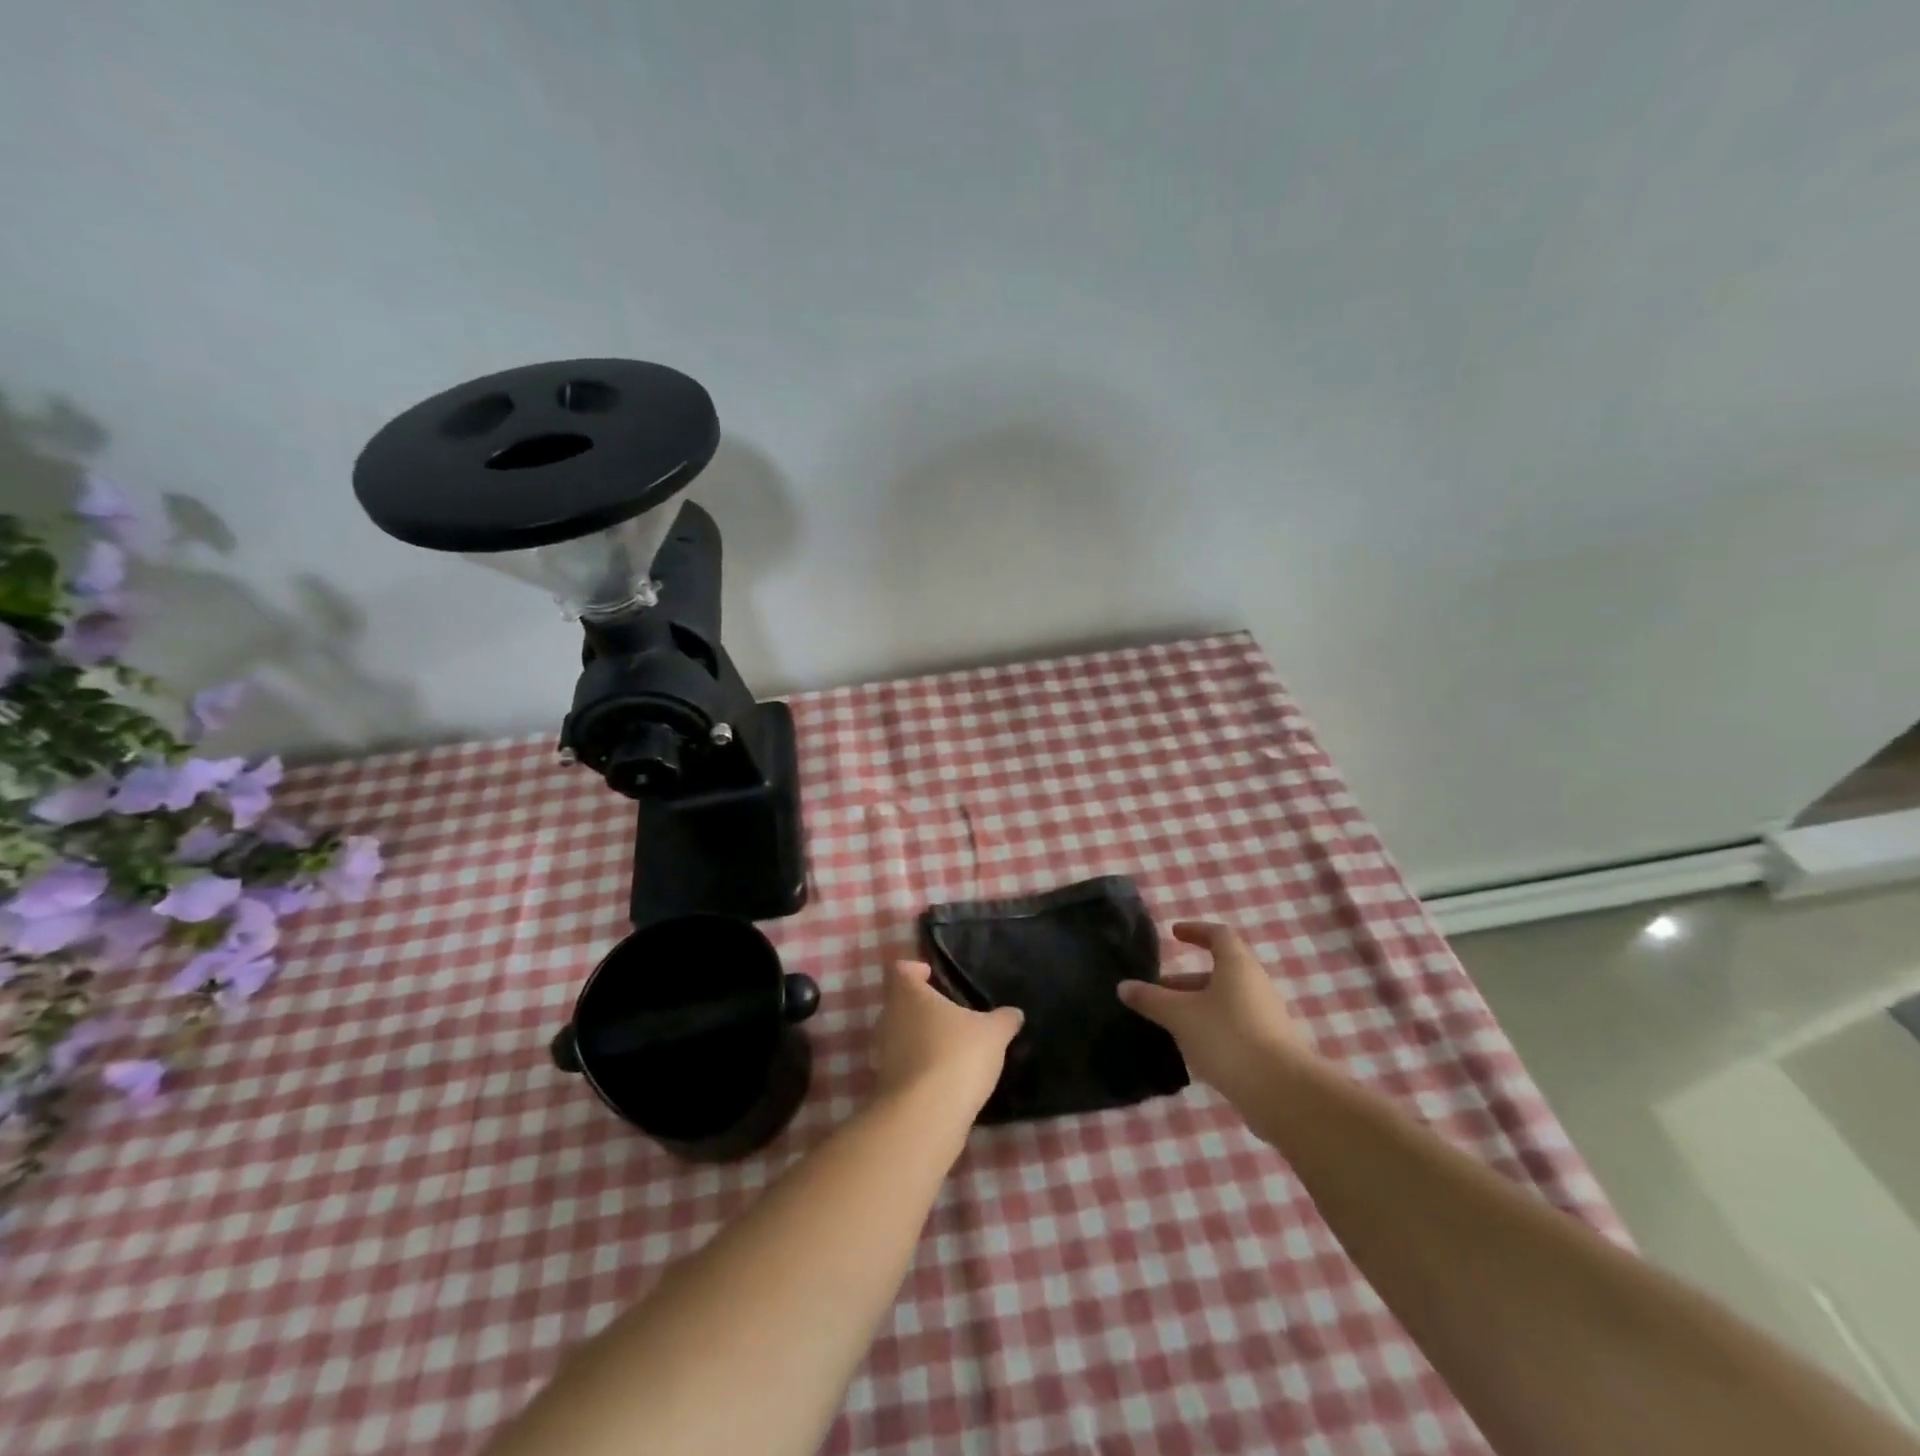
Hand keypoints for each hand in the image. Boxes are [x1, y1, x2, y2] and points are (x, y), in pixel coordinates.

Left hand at [873, 961, 1023, 1114]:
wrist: (926, 1115)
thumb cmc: (957, 1055)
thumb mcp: (993, 1034)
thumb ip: (1004, 1020)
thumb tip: (1014, 1013)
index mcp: (908, 994)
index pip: (901, 969)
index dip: (916, 970)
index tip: (933, 976)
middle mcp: (888, 1018)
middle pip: (900, 1003)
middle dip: (923, 1007)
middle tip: (951, 1015)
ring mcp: (882, 1053)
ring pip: (901, 1035)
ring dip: (921, 1039)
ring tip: (952, 1047)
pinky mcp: (885, 1084)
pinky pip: (903, 1064)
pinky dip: (920, 1067)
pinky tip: (944, 1077)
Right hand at [1118, 922, 1310, 1109]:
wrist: (1282, 1092)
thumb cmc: (1228, 1038)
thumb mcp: (1180, 1016)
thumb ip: (1151, 999)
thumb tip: (1124, 986)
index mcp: (1237, 966)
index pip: (1218, 935)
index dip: (1195, 931)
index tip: (1174, 934)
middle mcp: (1255, 985)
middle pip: (1219, 972)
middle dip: (1186, 980)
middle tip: (1158, 990)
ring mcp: (1266, 1017)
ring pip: (1225, 1001)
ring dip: (1196, 1005)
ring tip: (1168, 1022)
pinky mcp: (1269, 1046)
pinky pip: (1234, 1025)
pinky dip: (1211, 1027)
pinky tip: (1192, 1048)